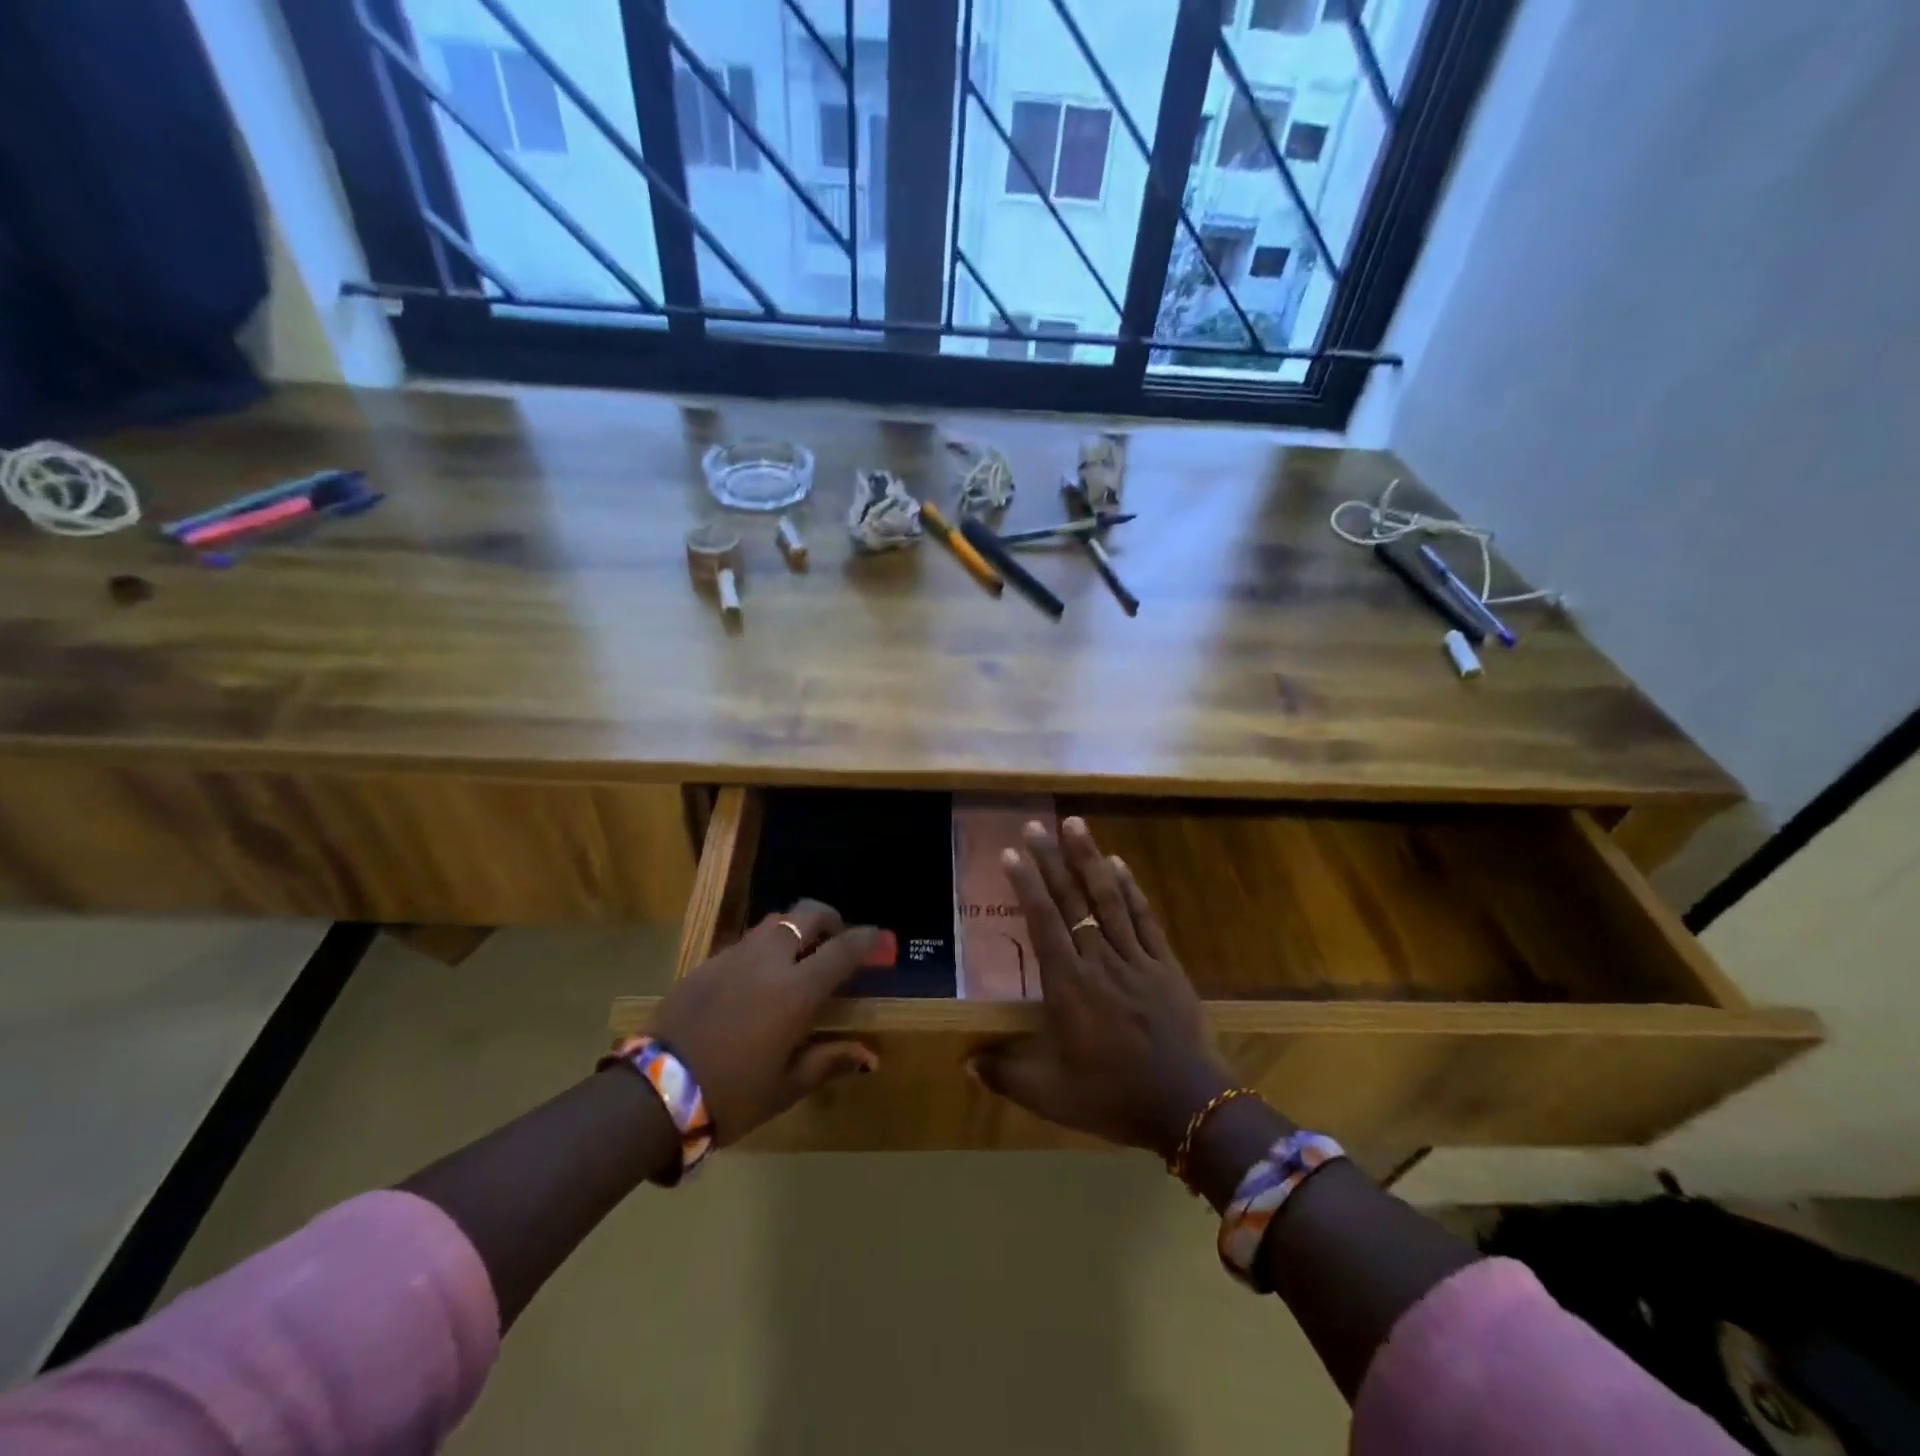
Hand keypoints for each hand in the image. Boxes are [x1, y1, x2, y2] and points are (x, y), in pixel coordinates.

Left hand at [653, 900, 879, 1144]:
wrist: (653, 1093)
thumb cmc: (731, 1095)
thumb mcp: (786, 1086)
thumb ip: (829, 1061)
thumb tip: (870, 1056)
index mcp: (796, 991)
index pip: (842, 950)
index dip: (865, 939)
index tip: (879, 936)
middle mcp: (769, 961)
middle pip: (806, 915)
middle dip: (829, 918)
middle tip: (836, 938)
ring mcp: (734, 957)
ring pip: (774, 922)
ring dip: (795, 928)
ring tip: (799, 953)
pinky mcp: (706, 963)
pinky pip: (745, 941)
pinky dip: (764, 946)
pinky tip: (759, 975)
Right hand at [970, 817, 1232, 1158]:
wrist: (1189, 1107)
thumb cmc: (1114, 1097)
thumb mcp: (1051, 1096)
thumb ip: (1007, 1074)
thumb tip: (966, 1063)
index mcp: (1069, 986)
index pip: (1043, 922)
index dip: (1027, 885)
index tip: (1012, 853)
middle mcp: (1099, 960)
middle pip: (1072, 901)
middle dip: (1051, 860)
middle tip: (1035, 825)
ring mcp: (1136, 958)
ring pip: (1109, 899)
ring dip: (1089, 859)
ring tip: (1075, 823)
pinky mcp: (1165, 965)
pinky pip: (1144, 918)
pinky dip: (1131, 888)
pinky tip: (1119, 864)